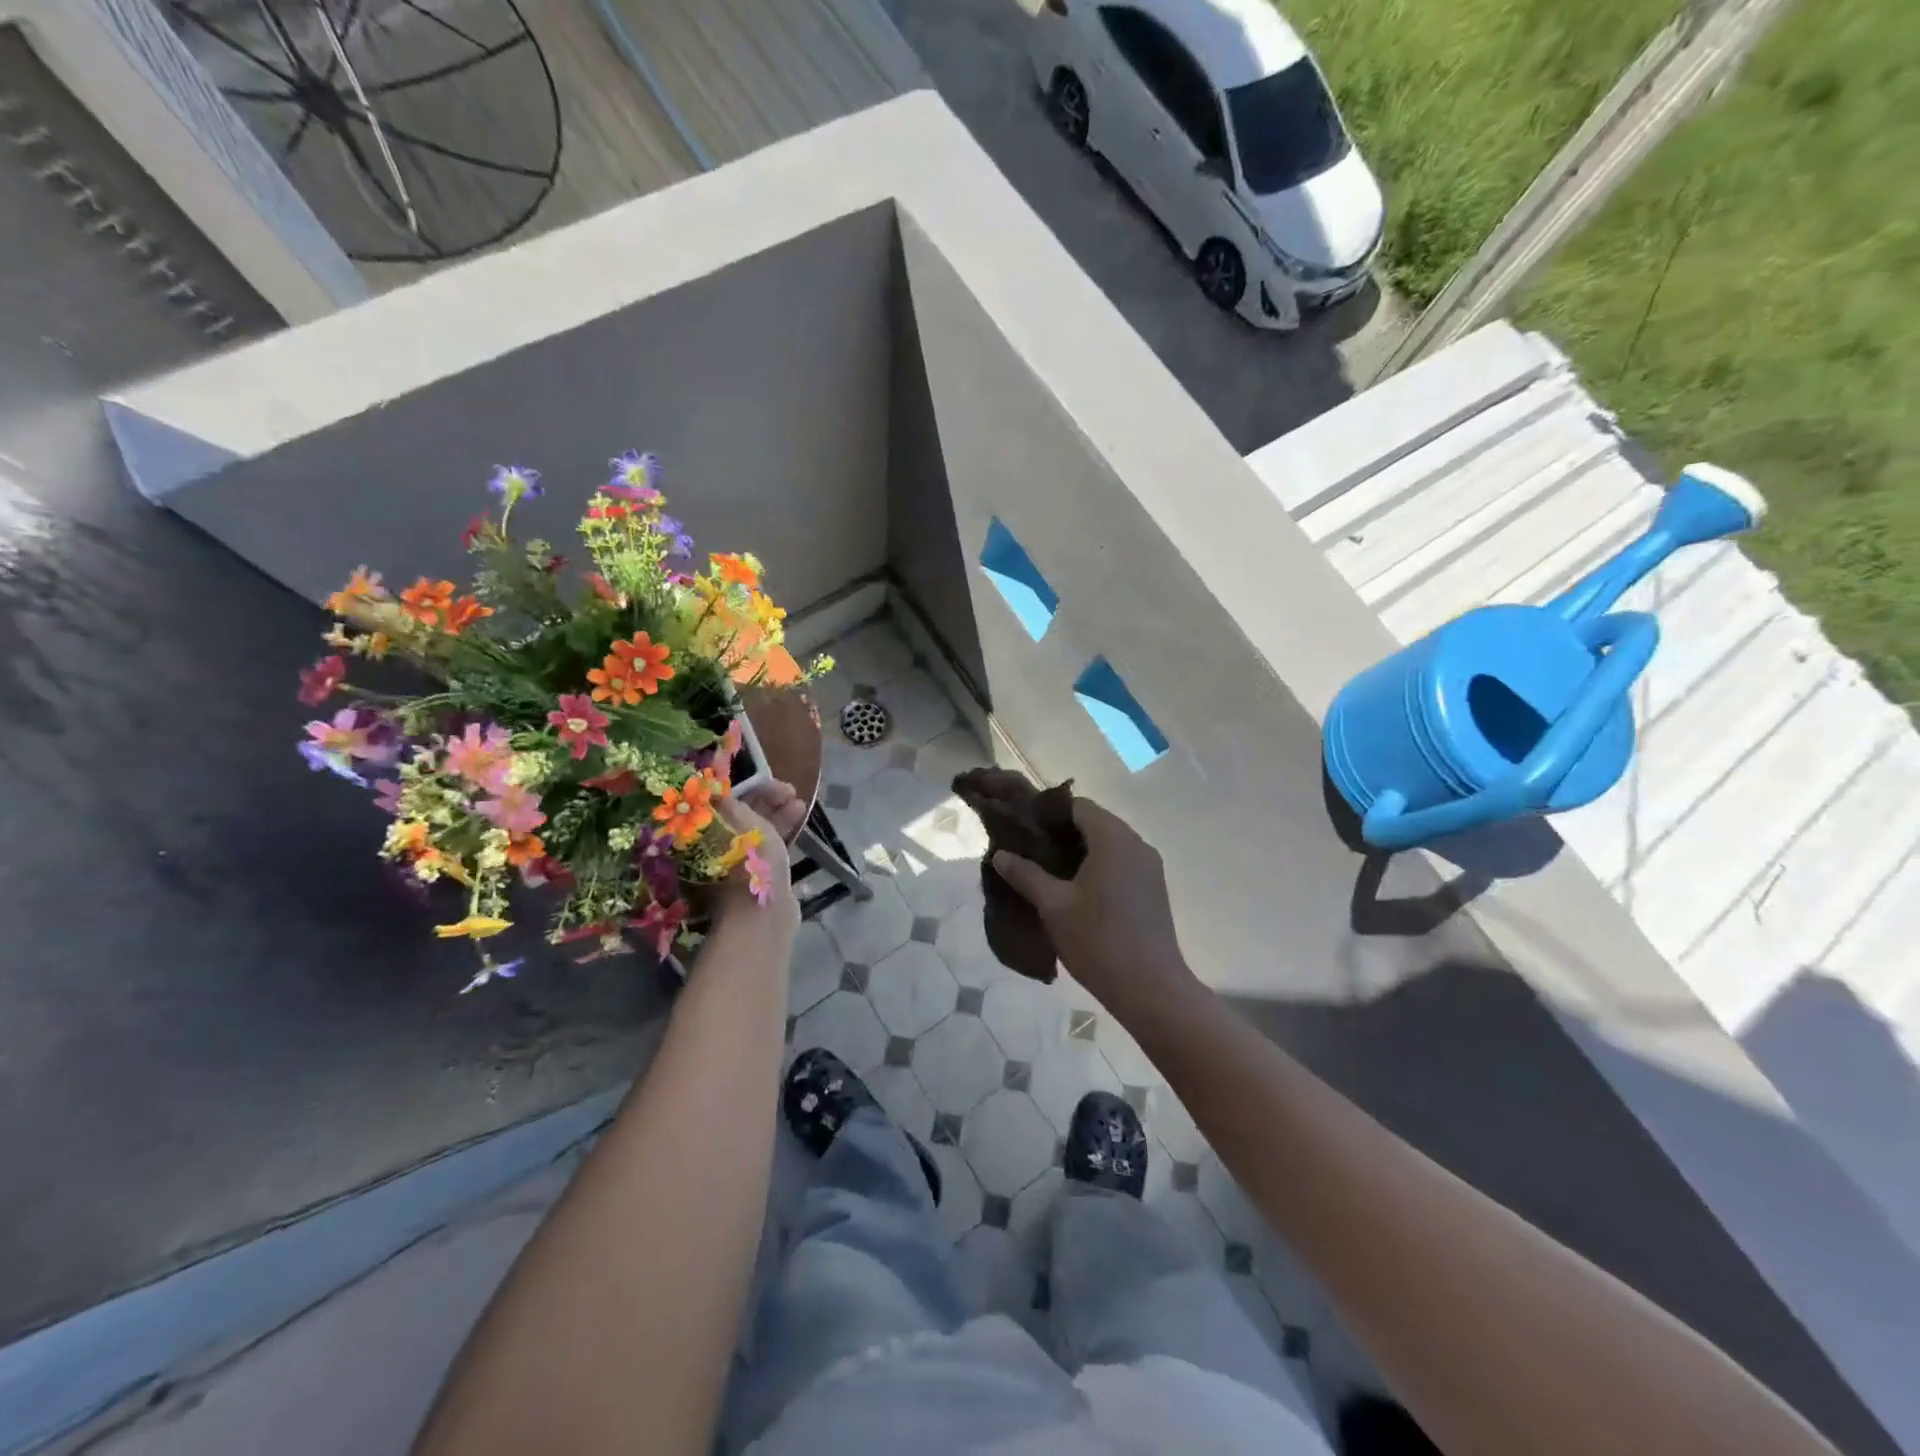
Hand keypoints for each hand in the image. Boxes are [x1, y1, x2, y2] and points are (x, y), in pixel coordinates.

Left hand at [712, 780, 801, 934]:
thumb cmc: (750, 862)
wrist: (765, 914)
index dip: (747, 787)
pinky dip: (782, 830)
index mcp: (706, 835)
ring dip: (778, 813)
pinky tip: (799, 820)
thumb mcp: (743, 822)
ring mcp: (739, 864)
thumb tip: (716, 785)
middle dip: (767, 799)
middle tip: (790, 791)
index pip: (725, 802)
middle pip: (743, 815)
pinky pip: (770, 845)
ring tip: (799, 804)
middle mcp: (717, 849)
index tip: (770, 781)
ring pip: (759, 830)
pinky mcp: (759, 877)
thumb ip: (731, 801)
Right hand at [992, 797, 1195, 1015]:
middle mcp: (1136, 843)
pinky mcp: (1153, 887)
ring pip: (1108, 843)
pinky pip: (1121, 861)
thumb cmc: (1098, 940)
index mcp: (1114, 838)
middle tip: (1029, 851)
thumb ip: (1026, 874)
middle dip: (1061, 832)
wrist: (1150, 988)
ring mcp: (1149, 866)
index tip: (1023, 830)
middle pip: (1094, 821)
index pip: (1077, 806)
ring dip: (1079, 850)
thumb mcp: (1054, 906)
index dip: (1047, 813)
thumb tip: (1000, 854)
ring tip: (1047, 871)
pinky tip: (1075, 889)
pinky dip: (1097, 865)